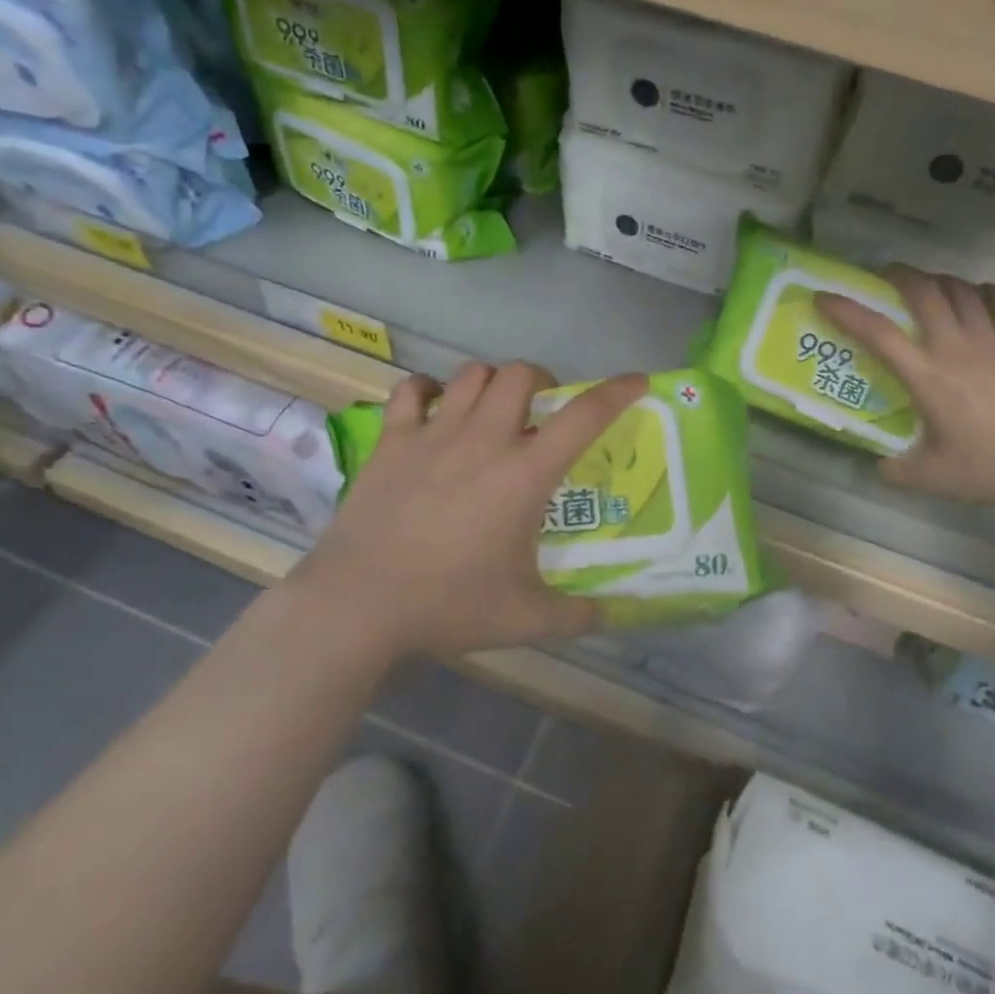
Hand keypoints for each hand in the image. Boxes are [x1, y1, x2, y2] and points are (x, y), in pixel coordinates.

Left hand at [287, 362, 646, 660]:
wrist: (357, 605)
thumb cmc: (447, 605)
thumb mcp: (525, 619)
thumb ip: (576, 615)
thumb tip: (611, 615)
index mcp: (524, 474)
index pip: (583, 416)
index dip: (617, 391)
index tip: (637, 380)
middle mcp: (484, 440)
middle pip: (521, 374)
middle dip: (543, 380)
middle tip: (544, 411)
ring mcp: (433, 434)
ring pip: (471, 374)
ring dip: (493, 383)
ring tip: (495, 410)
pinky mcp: (392, 441)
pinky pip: (412, 391)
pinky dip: (429, 390)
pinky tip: (434, 409)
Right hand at [817, 268, 994, 509]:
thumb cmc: (992, 468)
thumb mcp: (933, 478)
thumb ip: (898, 470)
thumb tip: (879, 466)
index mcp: (927, 377)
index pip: (878, 334)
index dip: (847, 311)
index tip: (824, 296)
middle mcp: (956, 347)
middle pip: (924, 292)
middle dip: (900, 276)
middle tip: (887, 277)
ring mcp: (994, 340)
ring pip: (962, 290)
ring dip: (940, 281)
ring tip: (931, 286)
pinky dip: (985, 292)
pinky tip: (981, 296)